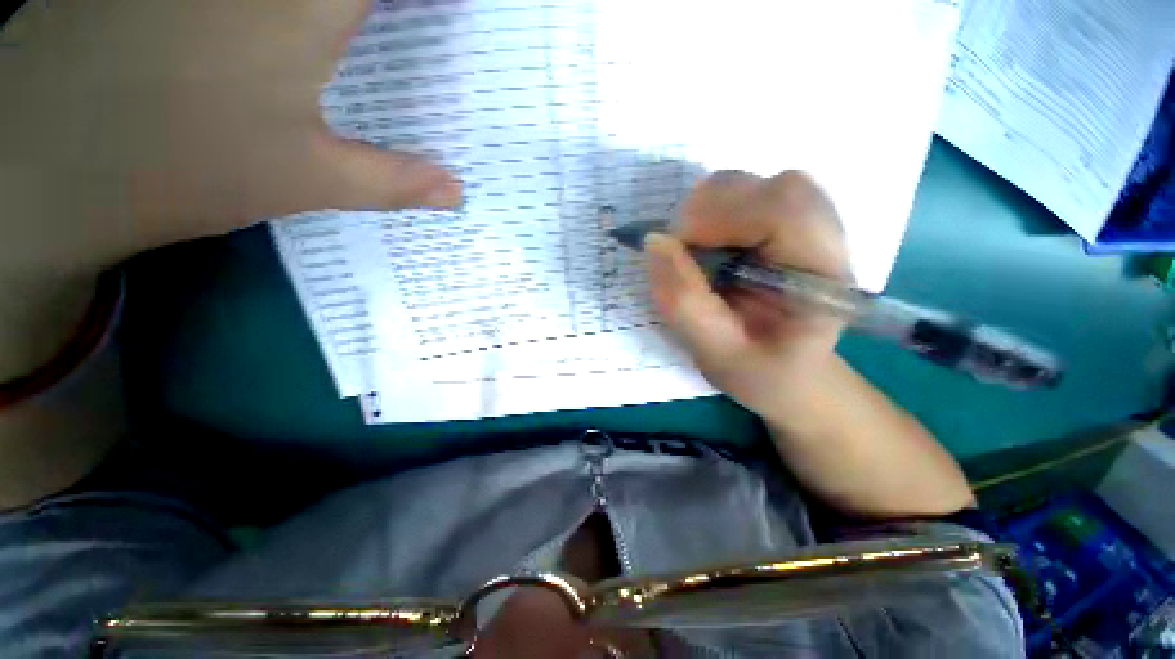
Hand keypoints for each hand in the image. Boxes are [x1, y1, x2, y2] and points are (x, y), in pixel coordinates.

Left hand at [0, 0, 458, 378]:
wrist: (46, 158)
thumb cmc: (183, 164)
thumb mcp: (307, 179)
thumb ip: (394, 181)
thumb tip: (457, 192)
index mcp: (305, 3)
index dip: (441, 1)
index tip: (453, 21)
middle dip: (395, 12)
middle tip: (413, 29)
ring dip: (346, 10)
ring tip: (355, 36)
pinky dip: (293, 9)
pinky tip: (296, 29)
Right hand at [645, 171, 849, 420]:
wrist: (790, 372)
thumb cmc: (760, 372)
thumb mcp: (716, 354)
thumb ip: (685, 303)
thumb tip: (655, 242)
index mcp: (822, 278)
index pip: (785, 212)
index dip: (722, 217)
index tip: (677, 247)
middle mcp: (825, 240)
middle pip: (772, 188)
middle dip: (710, 211)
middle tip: (682, 252)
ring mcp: (809, 225)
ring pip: (757, 183)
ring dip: (710, 210)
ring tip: (695, 251)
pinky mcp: (787, 223)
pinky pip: (746, 194)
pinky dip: (714, 210)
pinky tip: (709, 243)